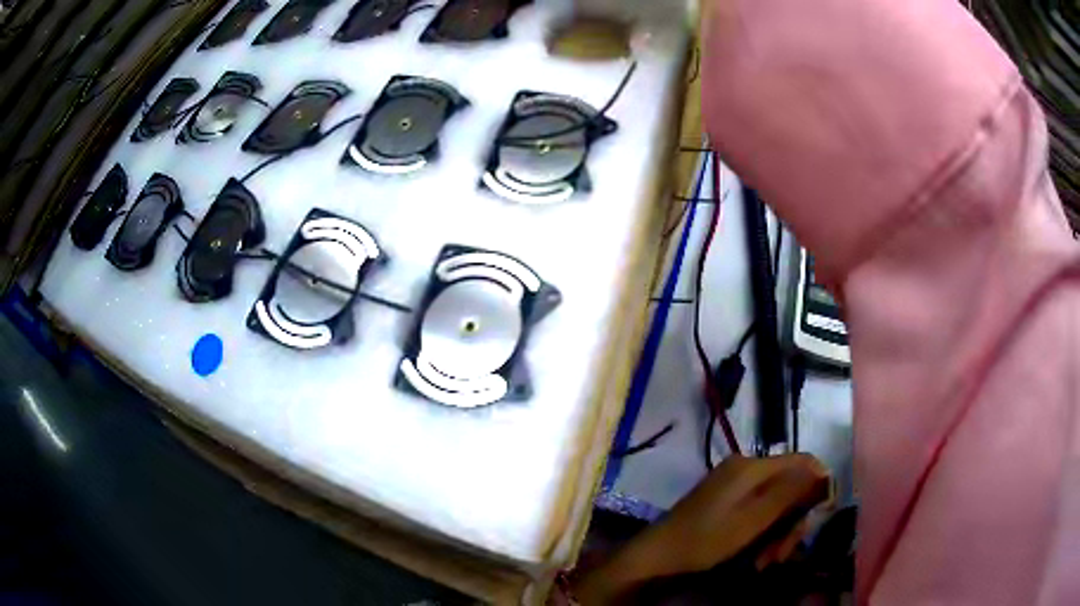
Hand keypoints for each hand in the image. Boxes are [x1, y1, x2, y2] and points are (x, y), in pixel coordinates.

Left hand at [570, 454, 830, 603]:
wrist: (656, 557)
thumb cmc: (705, 540)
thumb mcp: (753, 520)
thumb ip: (791, 493)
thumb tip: (825, 472)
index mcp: (752, 466)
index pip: (803, 462)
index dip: (818, 487)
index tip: (820, 517)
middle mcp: (745, 469)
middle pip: (789, 488)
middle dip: (792, 523)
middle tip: (782, 554)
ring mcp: (733, 487)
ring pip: (775, 506)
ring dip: (777, 535)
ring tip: (765, 562)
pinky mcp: (725, 504)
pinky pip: (757, 514)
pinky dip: (761, 536)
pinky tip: (755, 559)